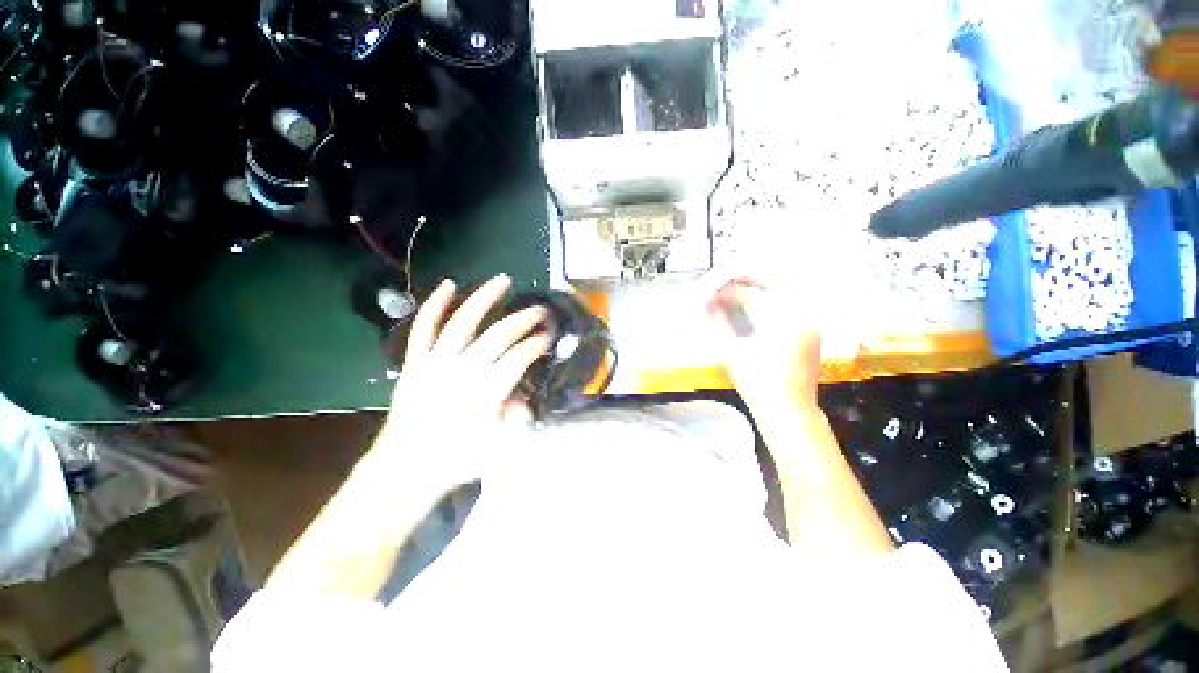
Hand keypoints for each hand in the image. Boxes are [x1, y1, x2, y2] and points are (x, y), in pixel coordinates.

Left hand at [377, 274, 549, 488]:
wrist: (407, 467)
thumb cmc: (457, 458)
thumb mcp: (502, 446)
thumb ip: (520, 417)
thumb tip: (524, 395)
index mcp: (487, 391)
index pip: (520, 357)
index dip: (537, 343)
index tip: (548, 337)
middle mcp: (463, 370)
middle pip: (499, 335)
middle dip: (524, 319)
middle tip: (540, 310)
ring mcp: (436, 362)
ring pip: (463, 322)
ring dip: (485, 298)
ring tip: (502, 280)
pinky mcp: (415, 362)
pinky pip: (423, 328)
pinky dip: (435, 305)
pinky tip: (448, 284)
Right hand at [707, 278, 821, 411]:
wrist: (789, 410)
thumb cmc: (758, 382)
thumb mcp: (732, 352)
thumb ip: (720, 324)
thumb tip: (710, 306)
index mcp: (780, 318)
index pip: (751, 295)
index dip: (729, 292)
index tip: (713, 295)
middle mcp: (800, 315)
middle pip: (773, 286)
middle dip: (748, 283)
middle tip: (727, 284)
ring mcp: (810, 324)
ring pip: (784, 296)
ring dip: (761, 292)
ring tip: (740, 294)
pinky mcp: (812, 334)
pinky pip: (792, 308)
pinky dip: (773, 304)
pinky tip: (759, 310)